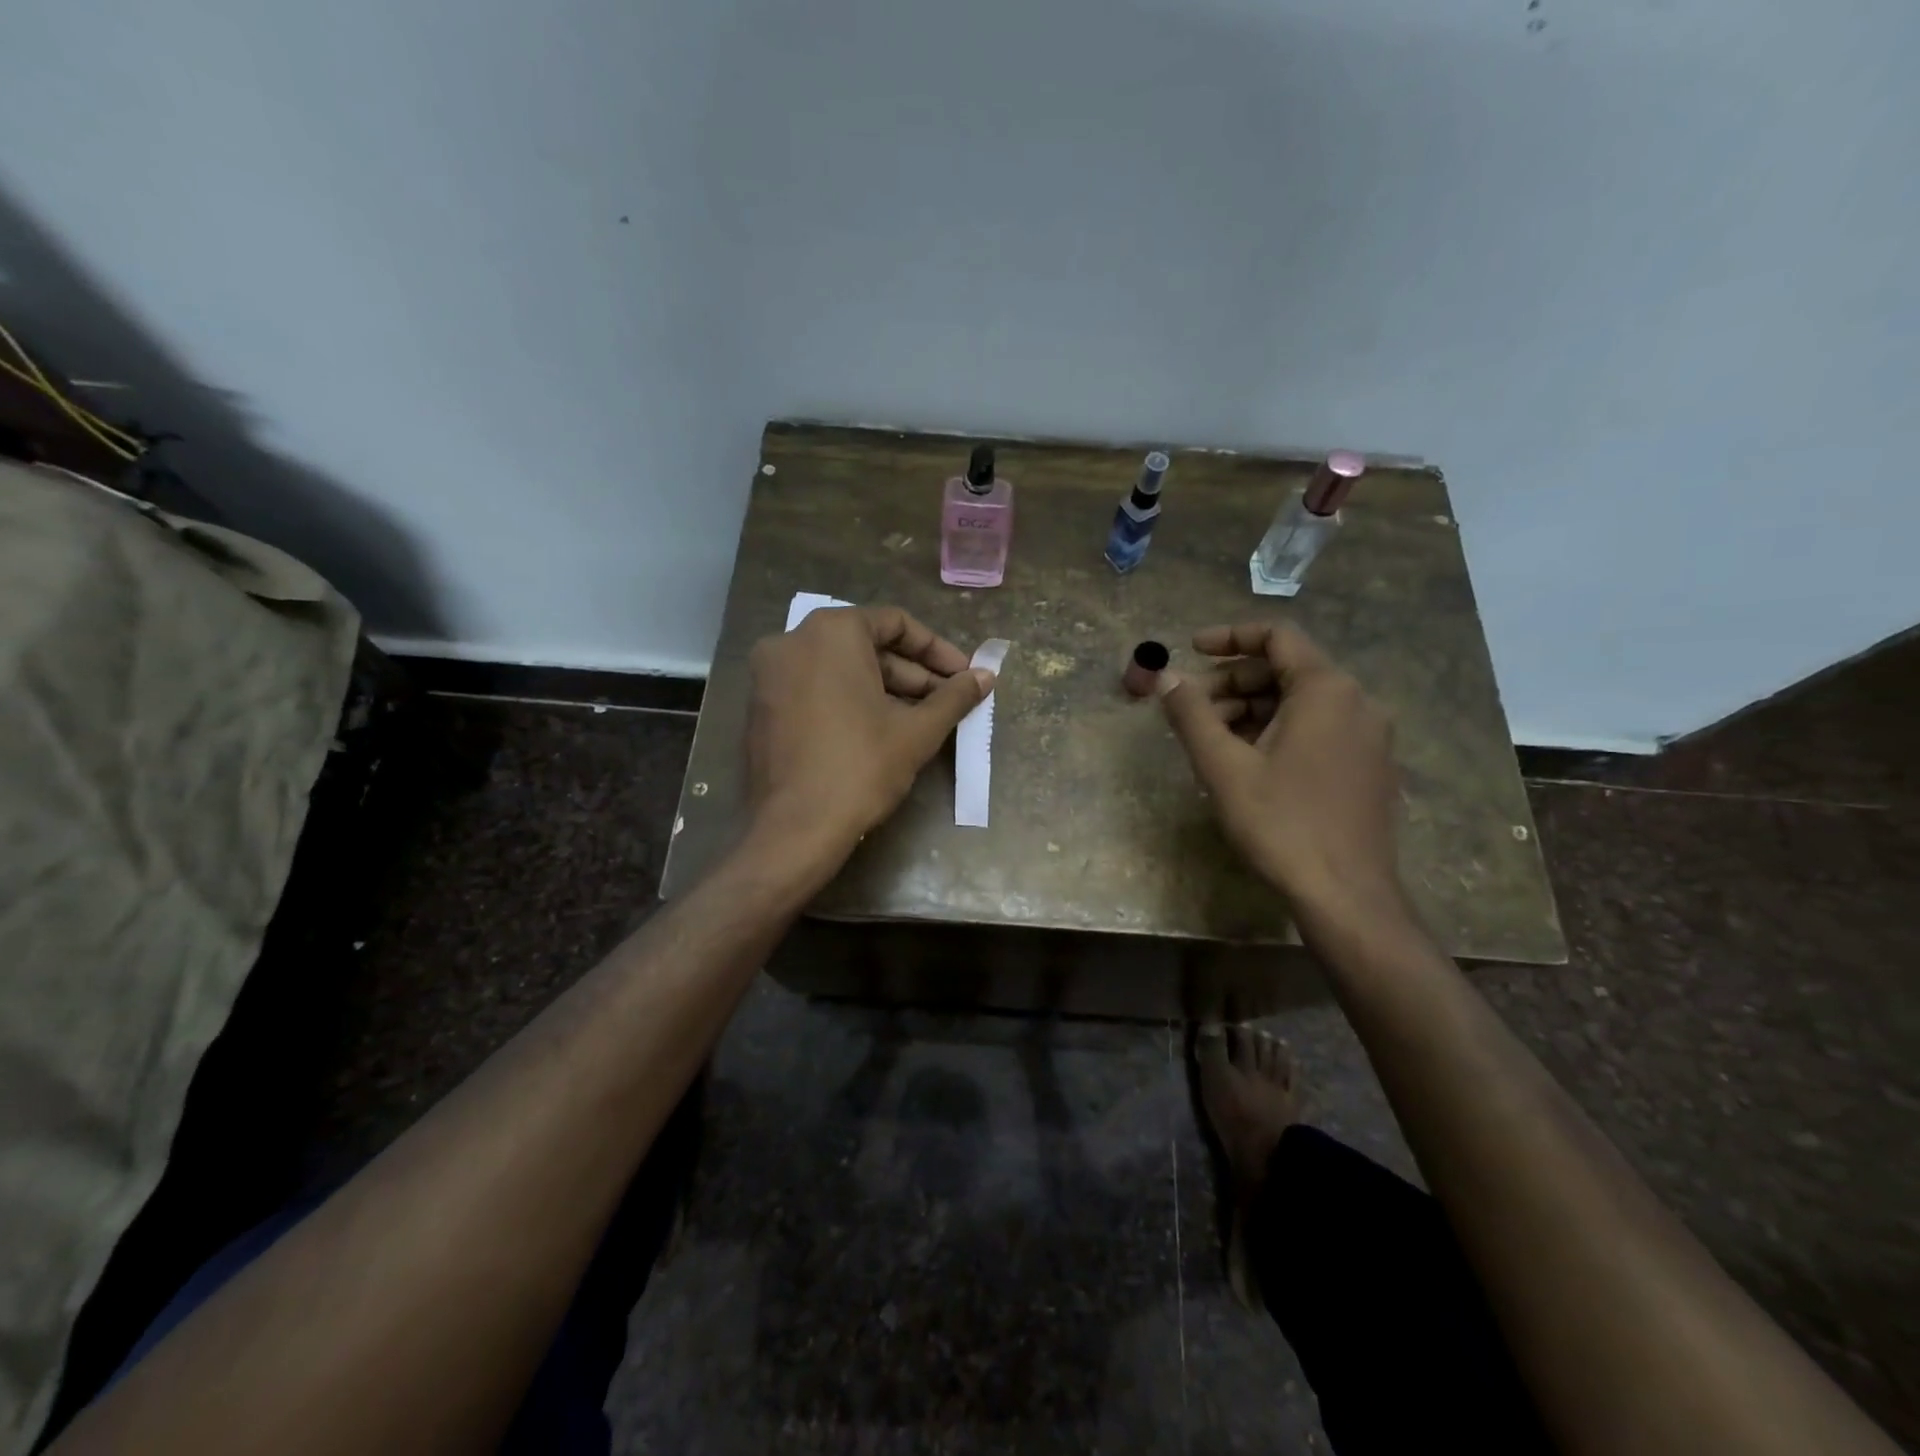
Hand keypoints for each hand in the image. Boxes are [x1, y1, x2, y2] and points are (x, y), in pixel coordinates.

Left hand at [746, 605, 993, 856]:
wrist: (795, 828)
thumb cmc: (861, 767)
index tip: (964, 675)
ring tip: (923, 719)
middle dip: (912, 673)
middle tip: (948, 701)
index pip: (896, 623)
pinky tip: (882, 729)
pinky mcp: (761, 706)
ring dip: (885, 689)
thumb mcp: (917, 731)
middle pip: (867, 646)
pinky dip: (850, 700)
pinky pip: (816, 688)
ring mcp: (770, 674)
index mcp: (831, 632)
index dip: (937, 650)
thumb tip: (986, 676)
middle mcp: (792, 640)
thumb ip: (954, 696)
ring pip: (841, 669)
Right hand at [1158, 623, 1403, 923]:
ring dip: (1251, 710)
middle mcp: (1358, 702)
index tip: (1191, 650)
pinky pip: (1319, 730)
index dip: (1229, 637)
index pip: (1277, 637)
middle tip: (1190, 708)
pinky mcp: (1369, 768)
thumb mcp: (1223, 766)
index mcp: (1327, 690)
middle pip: (1287, 670)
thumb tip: (1164, 676)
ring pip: (1301, 704)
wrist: (1347, 896)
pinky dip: (1278, 731)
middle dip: (1233, 682)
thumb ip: (1190, 714)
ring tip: (1211, 741)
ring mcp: (1370, 737)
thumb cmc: (1281, 823)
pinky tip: (1248, 763)